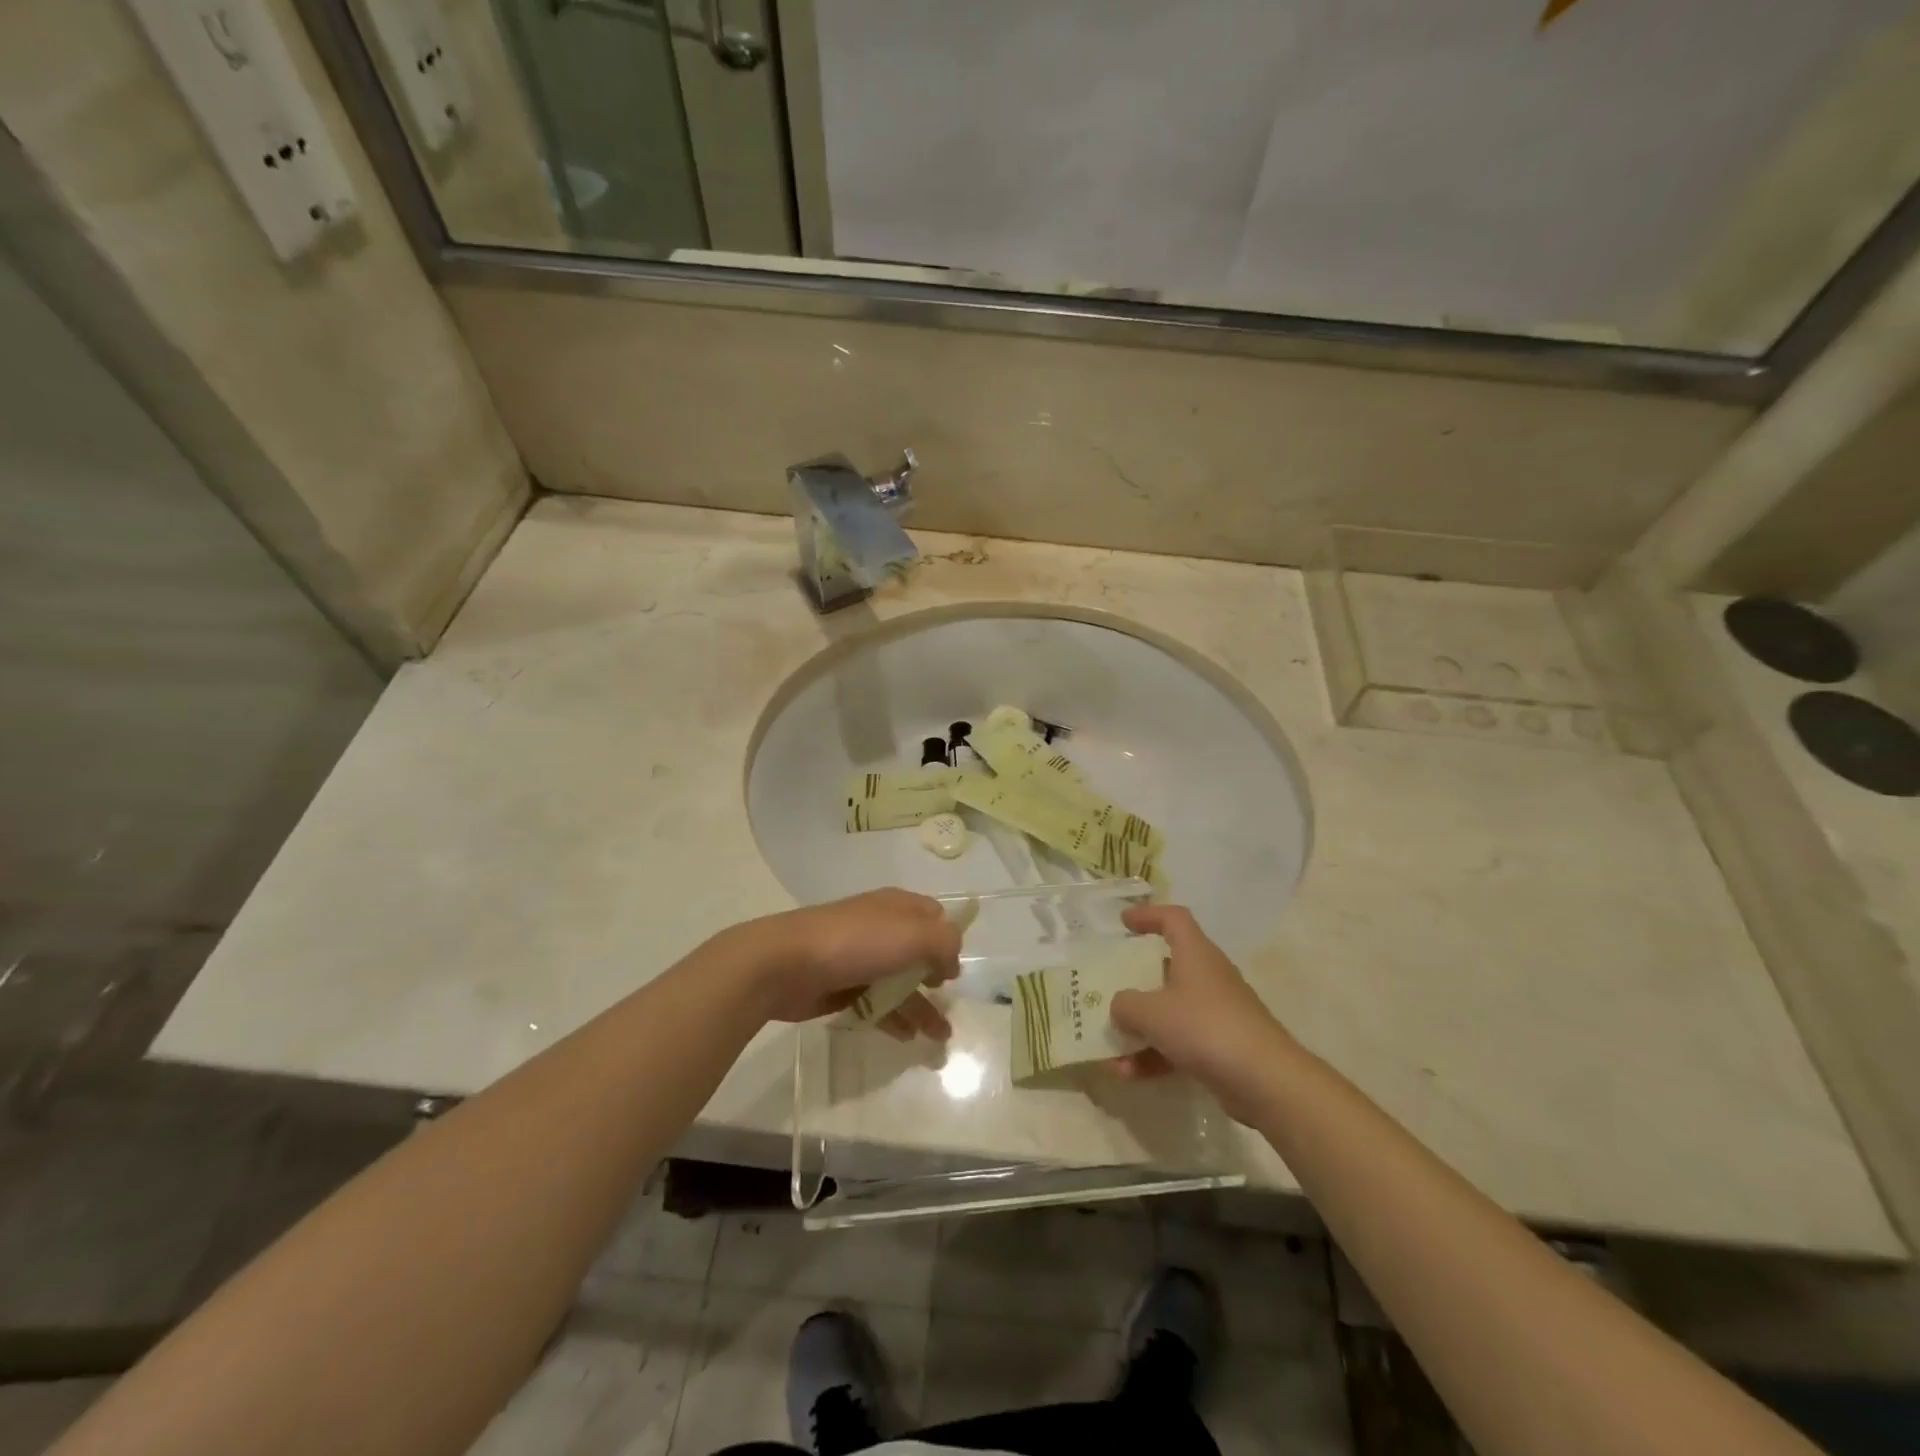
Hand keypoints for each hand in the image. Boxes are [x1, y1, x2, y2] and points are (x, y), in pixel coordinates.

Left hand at [757, 888, 961, 1041]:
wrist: (785, 963)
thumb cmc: (856, 942)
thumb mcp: (913, 935)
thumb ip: (944, 943)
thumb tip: (951, 962)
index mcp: (897, 907)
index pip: (934, 916)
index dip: (947, 940)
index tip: (952, 970)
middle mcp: (881, 928)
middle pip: (918, 954)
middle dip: (937, 981)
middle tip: (950, 1008)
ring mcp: (859, 958)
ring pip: (899, 982)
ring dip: (921, 1007)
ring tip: (939, 1038)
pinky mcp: (841, 986)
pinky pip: (875, 1002)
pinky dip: (893, 1017)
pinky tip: (905, 1037)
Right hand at [1109, 904, 1296, 1120]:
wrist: (1265, 1081)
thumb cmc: (1205, 1028)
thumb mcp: (1151, 1012)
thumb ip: (1126, 1004)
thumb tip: (1119, 1006)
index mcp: (1195, 954)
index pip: (1173, 919)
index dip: (1148, 915)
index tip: (1123, 922)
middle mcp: (1208, 976)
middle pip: (1169, 966)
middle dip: (1138, 978)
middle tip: (1111, 984)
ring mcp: (1218, 1013)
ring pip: (1171, 1011)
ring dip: (1140, 1028)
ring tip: (1110, 1050)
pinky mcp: (1222, 1046)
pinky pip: (1180, 1043)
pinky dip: (1155, 1055)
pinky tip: (1129, 1075)